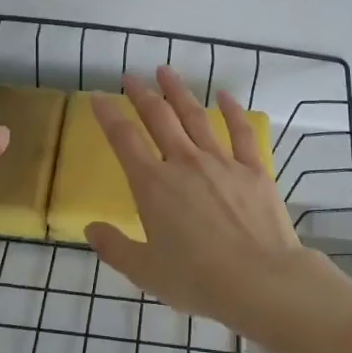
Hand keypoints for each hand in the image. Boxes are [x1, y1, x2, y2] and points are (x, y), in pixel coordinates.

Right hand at [83, 66, 348, 336]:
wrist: (260, 281)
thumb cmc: (197, 280)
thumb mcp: (146, 272)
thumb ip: (115, 248)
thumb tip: (91, 228)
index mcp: (153, 185)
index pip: (124, 139)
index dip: (108, 115)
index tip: (97, 97)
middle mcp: (184, 163)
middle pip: (159, 117)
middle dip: (141, 93)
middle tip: (130, 77)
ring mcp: (221, 161)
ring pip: (195, 116)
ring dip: (179, 91)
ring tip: (166, 71)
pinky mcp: (252, 169)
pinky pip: (240, 131)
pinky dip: (231, 110)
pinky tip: (224, 95)